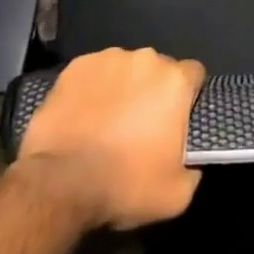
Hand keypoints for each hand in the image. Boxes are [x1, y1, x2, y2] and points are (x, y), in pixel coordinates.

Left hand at [16, 47, 205, 230]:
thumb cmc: (124, 185)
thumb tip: (190, 160)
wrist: (59, 184)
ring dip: (123, 87)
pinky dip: (93, 88)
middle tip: (140, 125)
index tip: (177, 119)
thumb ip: (193, 168)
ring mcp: (108, 58)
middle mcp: (146, 59)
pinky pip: (94, 73)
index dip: (188, 96)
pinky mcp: (76, 67)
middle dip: (154, 91)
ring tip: (107, 120)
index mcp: (175, 81)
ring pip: (125, 68)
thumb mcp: (176, 195)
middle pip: (158, 69)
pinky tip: (83, 115)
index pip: (194, 74)